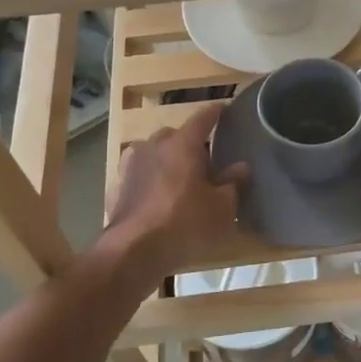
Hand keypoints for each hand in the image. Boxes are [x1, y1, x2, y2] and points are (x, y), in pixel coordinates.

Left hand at [102, 103, 247, 278]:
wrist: (133, 251)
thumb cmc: (185, 223)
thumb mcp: (222, 207)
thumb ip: (234, 183)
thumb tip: (241, 166)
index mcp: (182, 144)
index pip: (202, 118)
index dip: (216, 112)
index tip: (225, 109)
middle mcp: (154, 146)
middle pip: (175, 135)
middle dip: (190, 142)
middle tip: (205, 157)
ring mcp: (131, 165)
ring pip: (154, 152)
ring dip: (168, 159)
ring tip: (181, 176)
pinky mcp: (118, 186)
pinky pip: (140, 173)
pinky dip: (152, 178)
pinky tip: (159, 194)